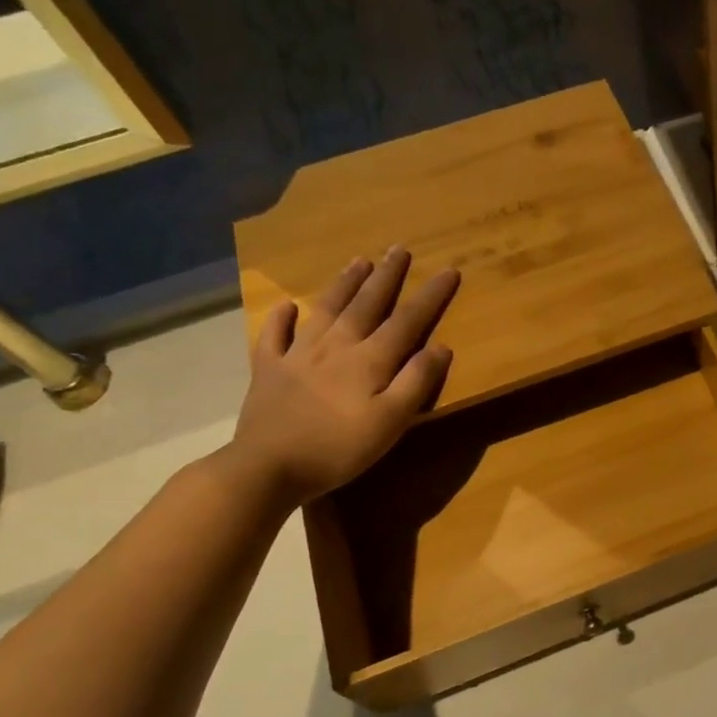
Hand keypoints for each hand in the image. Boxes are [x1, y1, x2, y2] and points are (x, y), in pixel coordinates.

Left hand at [224, 249, 458, 508]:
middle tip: (399, 249)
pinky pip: (274, 336)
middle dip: (386, 277)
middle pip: (366, 304)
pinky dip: (281, 318)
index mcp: (369, 360)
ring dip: (344, 284)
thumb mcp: (391, 422)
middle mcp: (335, 346)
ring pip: (325, 309)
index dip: (430, 296)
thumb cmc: (339, 448)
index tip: (448, 270)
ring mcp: (297, 355)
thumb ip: (417, 382)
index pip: (408, 320)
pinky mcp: (268, 370)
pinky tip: (286, 306)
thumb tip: (440, 347)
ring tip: (358, 261)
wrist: (267, 467)